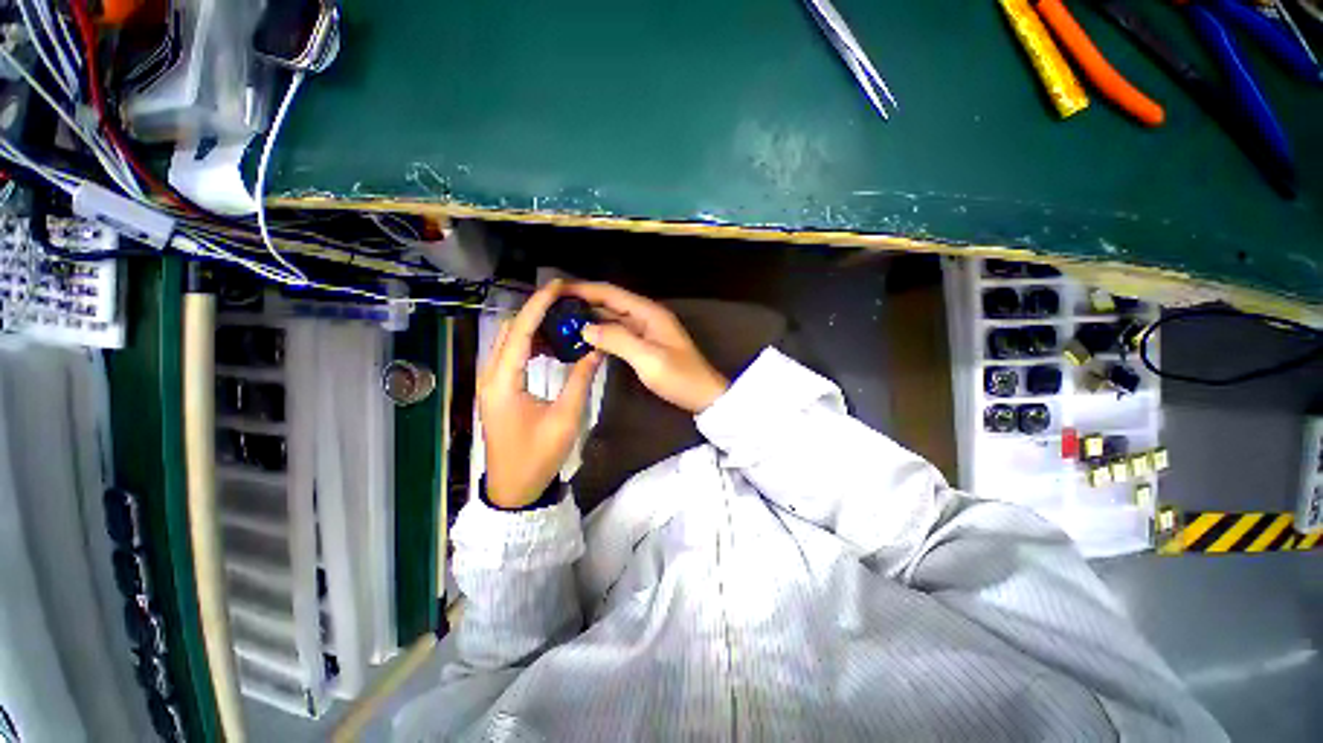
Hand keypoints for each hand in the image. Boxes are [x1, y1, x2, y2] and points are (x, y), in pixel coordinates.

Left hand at [478, 280, 602, 508]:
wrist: (514, 488)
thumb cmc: (538, 455)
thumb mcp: (565, 417)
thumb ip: (580, 379)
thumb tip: (594, 350)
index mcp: (503, 381)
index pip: (520, 331)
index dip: (539, 305)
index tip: (557, 286)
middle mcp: (491, 376)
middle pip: (510, 331)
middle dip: (536, 311)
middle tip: (566, 301)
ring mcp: (492, 383)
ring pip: (509, 342)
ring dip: (533, 327)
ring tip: (561, 320)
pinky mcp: (498, 390)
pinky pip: (512, 357)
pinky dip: (530, 345)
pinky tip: (549, 346)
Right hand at [564, 282, 728, 413]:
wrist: (703, 396)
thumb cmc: (680, 377)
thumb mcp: (649, 359)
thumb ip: (618, 340)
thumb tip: (585, 328)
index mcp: (649, 313)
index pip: (611, 293)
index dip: (584, 289)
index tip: (557, 289)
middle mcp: (646, 316)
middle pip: (610, 302)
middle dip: (583, 301)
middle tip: (553, 305)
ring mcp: (646, 330)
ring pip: (612, 317)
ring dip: (590, 317)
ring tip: (562, 319)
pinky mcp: (644, 344)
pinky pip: (618, 332)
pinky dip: (601, 333)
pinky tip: (585, 338)